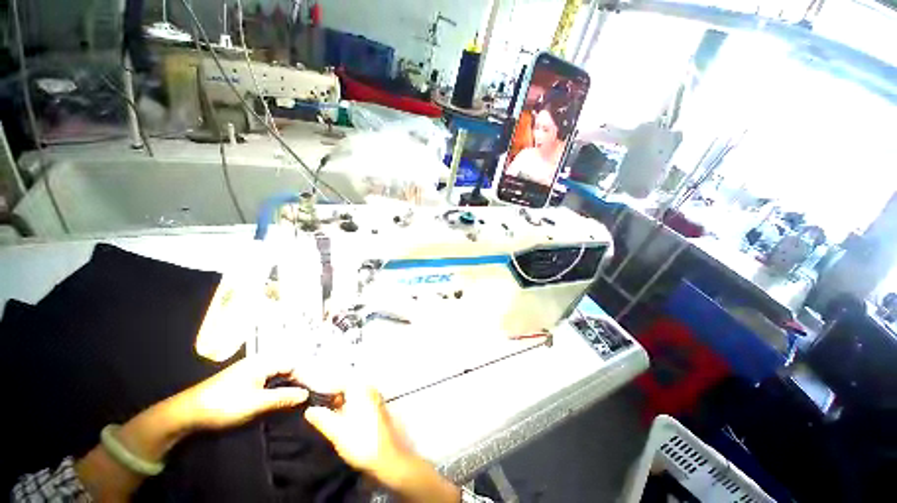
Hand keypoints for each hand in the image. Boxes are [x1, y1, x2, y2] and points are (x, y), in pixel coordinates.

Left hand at [177, 355, 308, 430]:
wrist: (187, 413)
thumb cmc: (224, 405)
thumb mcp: (256, 403)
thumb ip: (283, 397)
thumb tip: (306, 394)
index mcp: (263, 362)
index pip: (294, 364)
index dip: (305, 376)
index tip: (313, 391)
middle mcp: (259, 362)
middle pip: (287, 367)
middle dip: (298, 380)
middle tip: (307, 396)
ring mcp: (250, 370)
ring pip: (278, 374)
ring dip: (288, 385)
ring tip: (296, 399)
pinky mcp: (244, 380)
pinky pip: (268, 379)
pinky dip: (277, 388)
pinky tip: (279, 398)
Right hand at [305, 386, 460, 502]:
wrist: (386, 456)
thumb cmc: (360, 440)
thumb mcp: (336, 430)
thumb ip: (322, 418)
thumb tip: (309, 410)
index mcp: (360, 388)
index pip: (340, 380)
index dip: (327, 389)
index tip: (316, 400)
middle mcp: (370, 388)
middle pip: (349, 385)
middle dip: (336, 396)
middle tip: (325, 410)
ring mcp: (377, 397)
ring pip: (357, 394)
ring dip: (344, 402)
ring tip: (334, 417)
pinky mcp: (380, 408)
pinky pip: (363, 401)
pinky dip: (353, 407)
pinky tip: (348, 421)